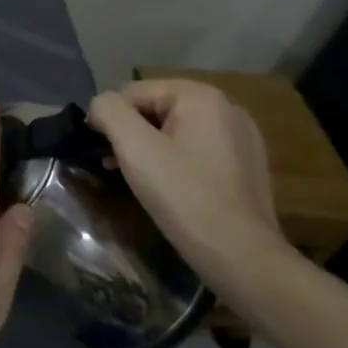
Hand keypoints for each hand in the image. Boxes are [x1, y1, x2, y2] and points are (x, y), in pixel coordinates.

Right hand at [87, 79, 285, 284]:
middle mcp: (226, 107)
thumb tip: (100, 106)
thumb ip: (109, 112)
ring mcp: (241, 136)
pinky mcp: (246, 163)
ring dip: (149, 147)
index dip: (110, 118)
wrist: (241, 256)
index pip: (134, 92)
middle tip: (115, 166)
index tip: (100, 151)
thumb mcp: (134, 148)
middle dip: (130, 133)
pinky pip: (198, 148)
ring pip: (177, 130)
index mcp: (201, 96)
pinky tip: (169, 187)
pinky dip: (175, 160)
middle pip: (157, 108)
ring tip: (135, 177)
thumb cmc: (184, 197)